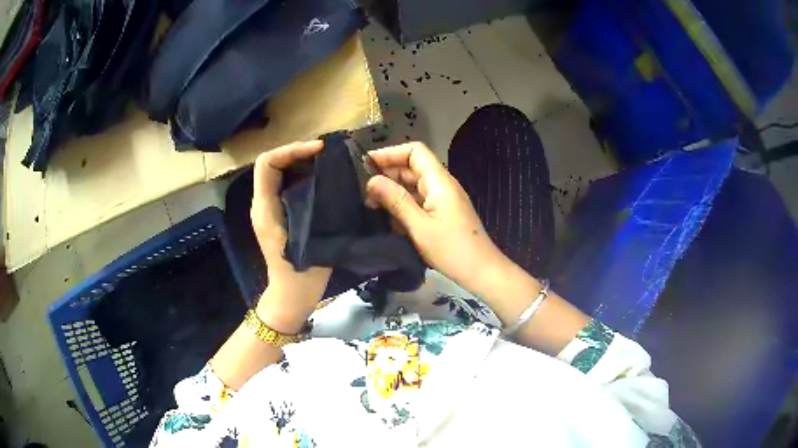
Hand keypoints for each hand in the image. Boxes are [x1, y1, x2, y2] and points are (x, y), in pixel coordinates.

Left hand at [250, 141, 330, 333]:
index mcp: (265, 208)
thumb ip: (317, 207)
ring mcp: (267, 209)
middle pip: (271, 164)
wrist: (289, 297)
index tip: (318, 149)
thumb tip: (331, 178)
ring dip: (299, 162)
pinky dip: (301, 175)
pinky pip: (285, 185)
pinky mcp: (276, 215)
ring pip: (278, 173)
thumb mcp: (311, 238)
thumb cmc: (300, 273)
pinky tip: (321, 179)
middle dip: (296, 152)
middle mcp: (261, 204)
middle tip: (325, 153)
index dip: (291, 150)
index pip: (267, 163)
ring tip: (325, 161)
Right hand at [365, 142, 510, 297]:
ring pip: (414, 185)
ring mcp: (444, 199)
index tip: (367, 165)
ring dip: (394, 192)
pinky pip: (420, 200)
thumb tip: (372, 181)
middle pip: (412, 168)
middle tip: (365, 192)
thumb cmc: (452, 249)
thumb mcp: (420, 226)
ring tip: (372, 206)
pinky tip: (391, 220)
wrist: (482, 271)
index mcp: (439, 181)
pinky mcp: (443, 213)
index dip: (390, 153)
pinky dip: (404, 205)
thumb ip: (396, 201)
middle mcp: (442, 185)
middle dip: (388, 175)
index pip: (415, 151)